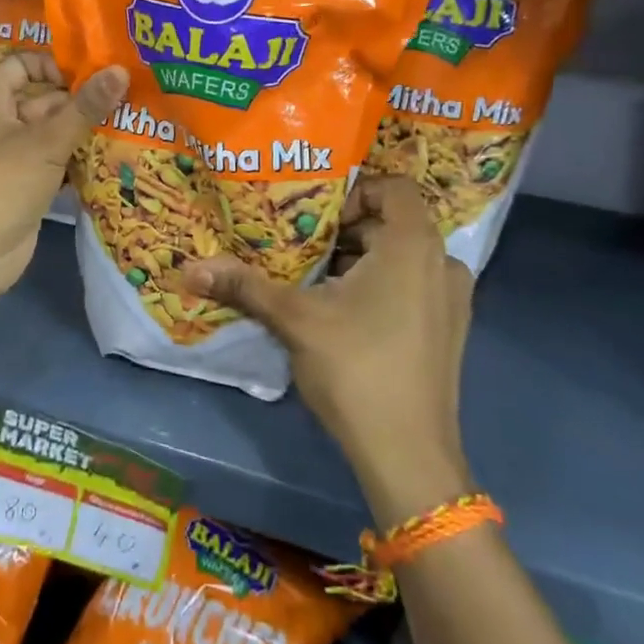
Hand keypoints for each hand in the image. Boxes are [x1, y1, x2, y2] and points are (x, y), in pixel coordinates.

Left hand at [0, 54, 128, 296]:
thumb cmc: (2, 183)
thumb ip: (85, 106)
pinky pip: (56, 156)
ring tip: (132, 119)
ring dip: (86, 128)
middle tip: (130, 95)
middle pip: (45, 96)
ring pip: (54, 128)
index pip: (26, 62)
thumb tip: (120, 70)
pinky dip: (79, 154)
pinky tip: (116, 151)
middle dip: (83, 98)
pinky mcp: (26, 178)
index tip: (97, 73)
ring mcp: (12, 150)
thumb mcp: (47, 142)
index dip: (58, 64)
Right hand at [181, 176, 473, 492]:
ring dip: (361, 260)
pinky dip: (382, 285)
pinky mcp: (450, 331)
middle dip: (345, 231)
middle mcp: (442, 263)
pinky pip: (414, 285)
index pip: (392, 187)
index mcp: (413, 245)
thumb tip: (190, 268)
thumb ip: (245, 286)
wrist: (409, 456)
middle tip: (302, 248)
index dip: (353, 192)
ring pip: (402, 257)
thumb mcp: (294, 319)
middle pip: (393, 223)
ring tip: (316, 282)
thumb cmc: (355, 368)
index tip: (316, 220)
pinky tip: (345, 316)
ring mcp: (452, 301)